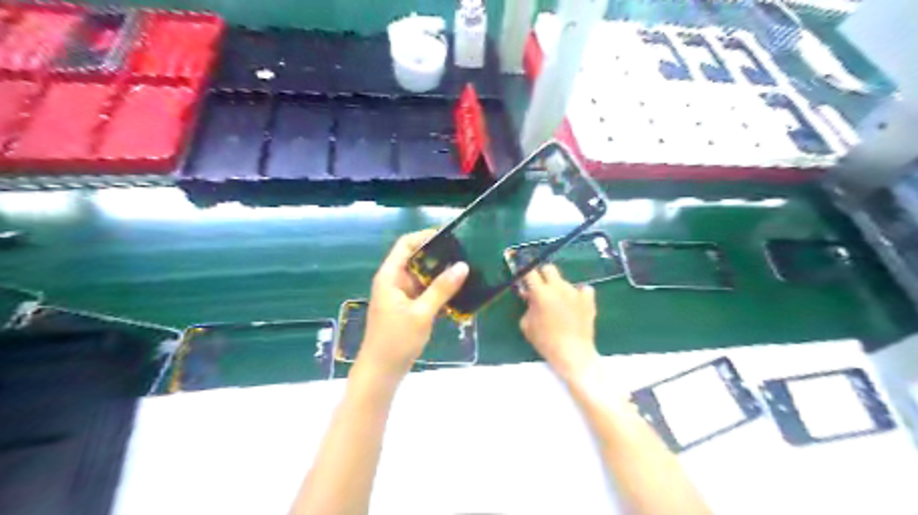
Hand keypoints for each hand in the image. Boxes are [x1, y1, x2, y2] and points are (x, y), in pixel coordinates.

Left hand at [358, 230, 468, 376]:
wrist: (381, 373)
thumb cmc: (396, 341)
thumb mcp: (421, 313)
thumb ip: (442, 289)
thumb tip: (463, 266)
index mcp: (390, 276)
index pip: (406, 244)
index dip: (425, 236)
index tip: (450, 236)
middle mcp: (394, 281)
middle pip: (416, 259)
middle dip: (438, 256)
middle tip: (464, 255)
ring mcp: (400, 296)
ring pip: (422, 277)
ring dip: (440, 275)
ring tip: (465, 271)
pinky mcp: (407, 309)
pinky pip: (424, 293)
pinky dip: (438, 291)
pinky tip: (457, 293)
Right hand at [518, 266, 600, 382]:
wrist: (573, 353)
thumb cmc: (545, 341)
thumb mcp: (526, 324)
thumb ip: (527, 306)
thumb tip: (530, 296)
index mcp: (541, 293)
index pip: (530, 272)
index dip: (525, 274)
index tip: (525, 279)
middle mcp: (558, 287)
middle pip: (549, 269)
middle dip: (542, 275)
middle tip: (541, 289)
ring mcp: (575, 292)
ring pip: (564, 281)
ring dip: (559, 289)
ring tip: (559, 306)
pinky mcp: (588, 299)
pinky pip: (583, 289)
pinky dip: (578, 295)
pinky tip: (576, 305)